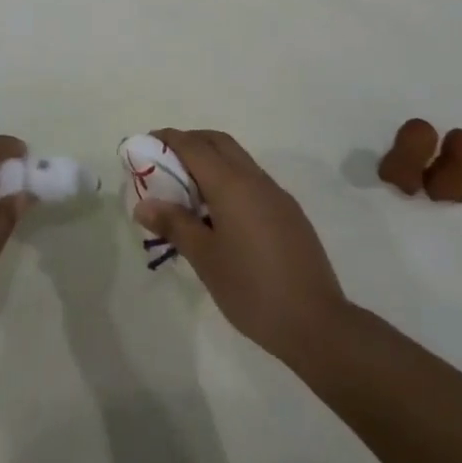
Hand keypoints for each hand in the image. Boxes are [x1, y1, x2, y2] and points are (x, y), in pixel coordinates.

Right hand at [136, 128, 348, 364]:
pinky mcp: (290, 213)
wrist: (317, 324)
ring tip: (188, 191)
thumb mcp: (205, 259)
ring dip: (212, 161)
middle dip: (190, 142)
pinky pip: (252, 181)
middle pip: (218, 143)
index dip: (168, 139)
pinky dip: (230, 180)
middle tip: (165, 162)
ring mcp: (277, 195)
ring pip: (238, 160)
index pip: (193, 146)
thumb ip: (175, 225)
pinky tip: (221, 215)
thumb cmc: (252, 290)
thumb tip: (144, 204)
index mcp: (232, 184)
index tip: (146, 143)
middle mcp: (255, 179)